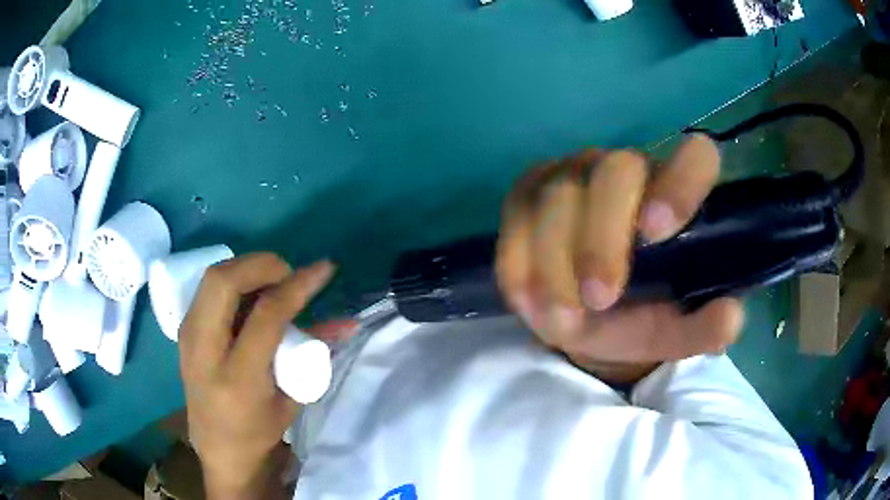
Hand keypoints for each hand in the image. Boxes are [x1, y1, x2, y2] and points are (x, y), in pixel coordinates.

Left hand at [179, 254, 356, 498]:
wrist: (217, 446)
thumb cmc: (258, 431)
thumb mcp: (293, 399)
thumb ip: (314, 354)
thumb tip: (346, 322)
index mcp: (238, 378)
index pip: (266, 315)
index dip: (297, 285)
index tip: (322, 270)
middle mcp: (204, 352)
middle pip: (223, 282)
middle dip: (261, 264)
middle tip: (287, 274)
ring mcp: (187, 337)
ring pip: (211, 277)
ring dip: (246, 268)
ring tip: (271, 280)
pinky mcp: (183, 330)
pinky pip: (207, 288)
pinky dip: (233, 280)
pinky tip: (250, 292)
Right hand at [496, 136, 743, 383]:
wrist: (581, 316)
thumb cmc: (636, 316)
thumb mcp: (672, 332)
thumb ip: (703, 328)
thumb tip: (730, 316)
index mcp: (674, 194)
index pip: (695, 156)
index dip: (681, 182)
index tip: (657, 232)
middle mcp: (625, 171)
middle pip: (615, 171)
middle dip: (603, 238)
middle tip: (599, 300)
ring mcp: (572, 176)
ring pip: (559, 195)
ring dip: (556, 262)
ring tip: (561, 319)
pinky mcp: (528, 194)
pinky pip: (515, 217)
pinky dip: (518, 261)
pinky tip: (527, 299)